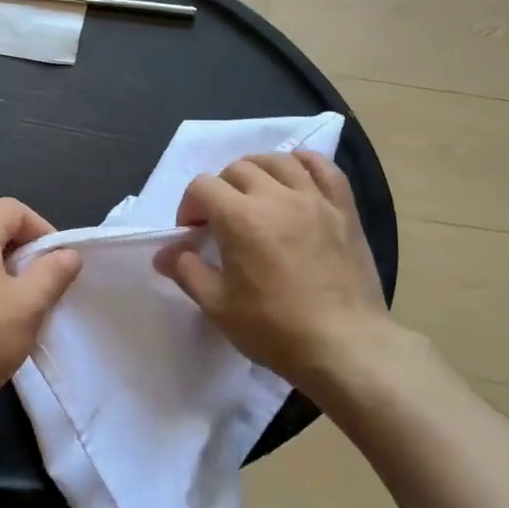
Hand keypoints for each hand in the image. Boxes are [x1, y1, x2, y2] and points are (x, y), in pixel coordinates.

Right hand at [157, 152, 389, 395]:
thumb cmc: (275, 328)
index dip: (190, 206)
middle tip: (221, 221)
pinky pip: (325, 168)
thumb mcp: (217, 305)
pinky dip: (305, 163)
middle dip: (220, 189)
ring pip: (279, 161)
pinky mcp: (343, 209)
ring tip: (255, 195)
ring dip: (257, 171)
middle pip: (238, 169)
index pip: (202, 186)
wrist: (344, 346)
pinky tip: (296, 176)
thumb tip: (163, 253)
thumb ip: (186, 271)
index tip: (193, 234)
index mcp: (240, 218)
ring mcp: (314, 199)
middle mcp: (276, 196)